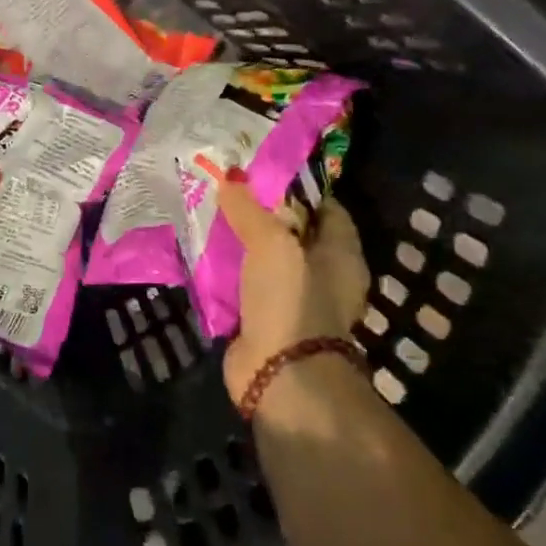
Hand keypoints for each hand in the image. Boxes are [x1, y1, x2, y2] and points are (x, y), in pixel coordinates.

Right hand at [218, 176, 370, 405]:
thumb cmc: (291, 299)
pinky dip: (228, 273)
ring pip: (266, 260)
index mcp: (342, 255)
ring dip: (242, 244)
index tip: (264, 171)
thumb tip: (230, 176)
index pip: (327, 209)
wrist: (281, 375)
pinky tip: (204, 254)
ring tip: (209, 215)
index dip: (300, 188)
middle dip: (263, 214)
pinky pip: (245, 286)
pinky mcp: (266, 321)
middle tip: (228, 190)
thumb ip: (249, 208)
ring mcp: (294, 301)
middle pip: (293, 234)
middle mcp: (323, 276)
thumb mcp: (271, 243)